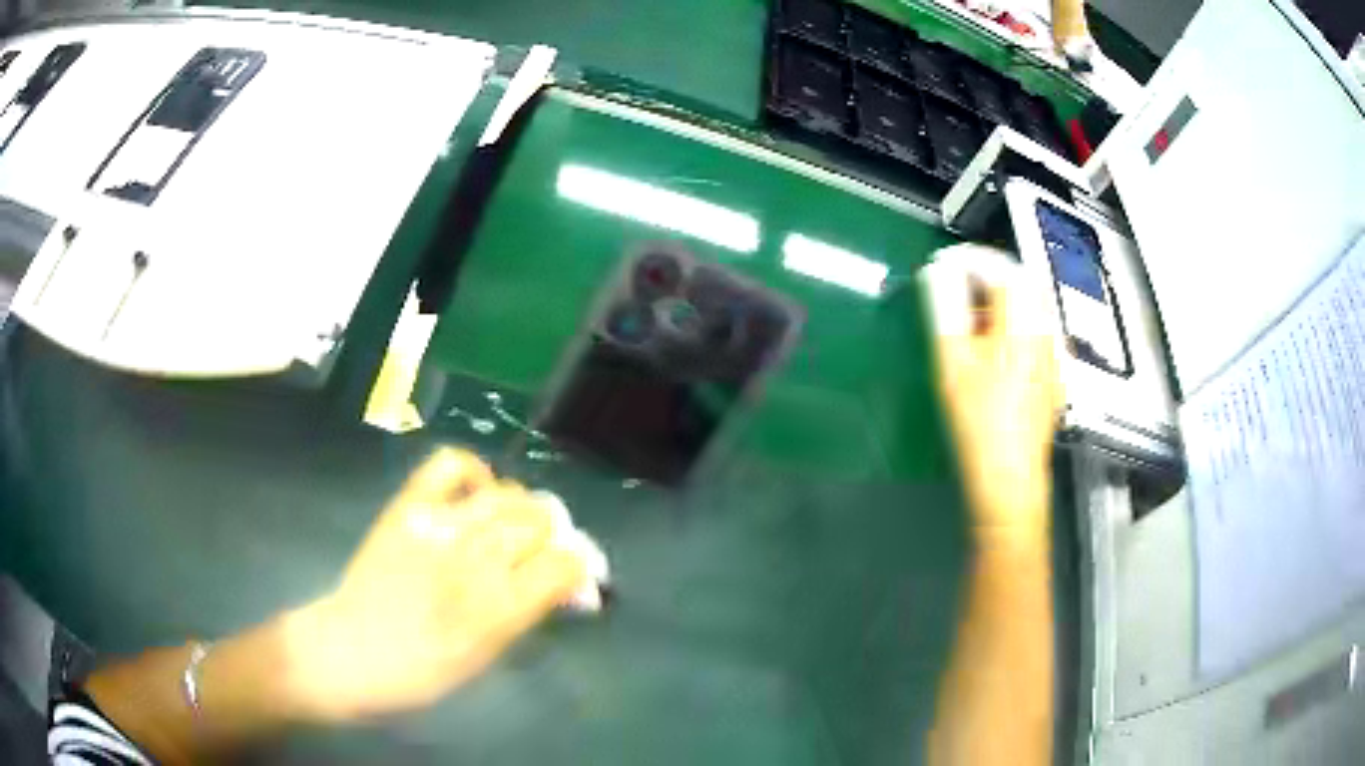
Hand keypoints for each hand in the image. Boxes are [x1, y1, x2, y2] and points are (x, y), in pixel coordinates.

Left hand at [282, 448, 588, 722]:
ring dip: (522, 508)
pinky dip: (473, 472)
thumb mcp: (490, 655)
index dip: (580, 568)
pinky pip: (450, 466)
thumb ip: (531, 613)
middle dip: (554, 537)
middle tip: (543, 555)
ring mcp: (439, 525)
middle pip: (541, 519)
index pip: (566, 562)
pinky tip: (479, 491)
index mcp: (501, 606)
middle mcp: (475, 558)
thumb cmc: (424, 673)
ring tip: (513, 526)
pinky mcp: (408, 507)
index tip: (577, 579)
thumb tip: (570, 587)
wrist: (351, 654)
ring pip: (507, 493)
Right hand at [921, 245, 1061, 547]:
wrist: (1009, 479)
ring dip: (1002, 301)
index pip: (1003, 267)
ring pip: (1032, 309)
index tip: (943, 266)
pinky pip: (1037, 334)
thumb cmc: (978, 422)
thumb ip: (946, 309)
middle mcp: (1046, 333)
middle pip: (1024, 283)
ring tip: (970, 319)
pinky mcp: (1054, 379)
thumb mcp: (953, 362)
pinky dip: (1014, 326)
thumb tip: (938, 273)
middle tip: (955, 289)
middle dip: (989, 276)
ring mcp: (1054, 358)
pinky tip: (995, 352)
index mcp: (1023, 323)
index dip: (971, 259)